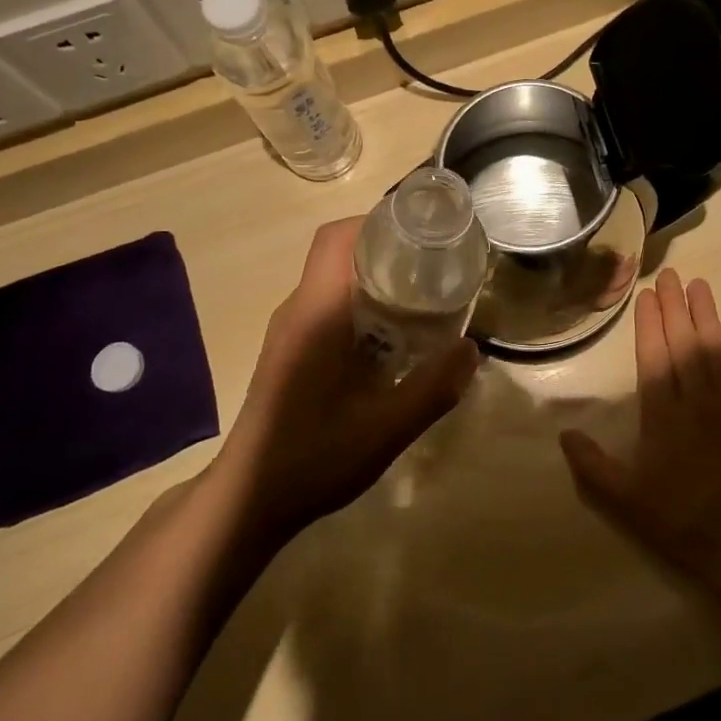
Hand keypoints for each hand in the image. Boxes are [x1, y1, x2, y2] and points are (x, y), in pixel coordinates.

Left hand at [214, 217, 479, 548]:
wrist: (248, 500)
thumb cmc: (314, 457)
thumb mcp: (386, 428)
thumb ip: (434, 387)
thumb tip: (472, 349)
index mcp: (317, 312)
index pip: (337, 237)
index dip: (377, 221)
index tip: (421, 233)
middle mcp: (298, 309)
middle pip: (340, 252)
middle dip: (387, 249)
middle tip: (434, 267)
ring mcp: (289, 330)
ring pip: (335, 279)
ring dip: (375, 278)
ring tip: (422, 298)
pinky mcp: (289, 349)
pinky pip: (328, 305)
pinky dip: (362, 303)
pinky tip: (392, 338)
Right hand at [559, 269, 720, 579]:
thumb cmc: (684, 522)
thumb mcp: (626, 501)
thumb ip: (593, 465)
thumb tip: (564, 433)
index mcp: (663, 414)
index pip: (654, 357)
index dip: (649, 323)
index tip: (647, 294)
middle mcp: (698, 400)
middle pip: (685, 343)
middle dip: (676, 306)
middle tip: (671, 274)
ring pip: (718, 350)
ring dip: (708, 317)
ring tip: (700, 286)